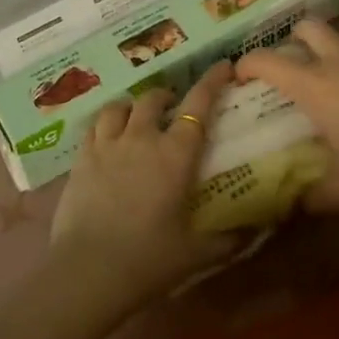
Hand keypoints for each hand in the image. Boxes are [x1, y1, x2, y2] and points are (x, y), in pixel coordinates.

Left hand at [49, 62, 238, 316]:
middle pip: (153, 98)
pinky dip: (105, 124)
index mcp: (175, 154)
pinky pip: (93, 127)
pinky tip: (107, 138)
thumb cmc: (149, 260)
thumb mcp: (197, 253)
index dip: (212, 81)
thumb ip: (230, 239)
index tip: (223, 65)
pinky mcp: (80, 159)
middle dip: (166, 96)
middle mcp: (141, 138)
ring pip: (119, 106)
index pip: (199, 104)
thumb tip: (258, 230)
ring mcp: (107, 145)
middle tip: (172, 108)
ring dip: (131, 106)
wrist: (88, 272)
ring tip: (135, 117)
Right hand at [236, 21, 338, 214]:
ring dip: (331, 46)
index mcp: (315, 87)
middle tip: (292, 64)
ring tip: (333, 70)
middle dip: (293, 40)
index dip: (248, 63)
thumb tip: (291, 203)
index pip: (269, 61)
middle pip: (307, 28)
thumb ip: (310, 195)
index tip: (241, 75)